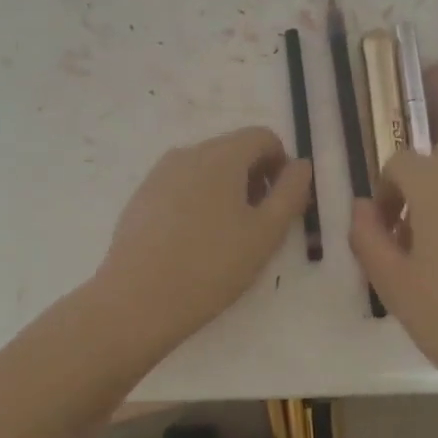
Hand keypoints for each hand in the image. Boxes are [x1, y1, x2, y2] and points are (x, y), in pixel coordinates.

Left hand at [92, 127, 313, 352]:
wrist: (137, 300)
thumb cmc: (211, 265)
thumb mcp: (266, 233)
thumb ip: (291, 192)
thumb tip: (301, 165)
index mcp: (221, 155)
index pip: (263, 137)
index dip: (282, 165)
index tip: (283, 204)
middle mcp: (188, 153)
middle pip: (233, 150)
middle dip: (255, 179)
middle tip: (260, 225)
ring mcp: (159, 175)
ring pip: (206, 170)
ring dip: (227, 191)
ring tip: (228, 238)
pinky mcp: (141, 198)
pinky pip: (181, 188)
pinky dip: (198, 203)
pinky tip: (195, 244)